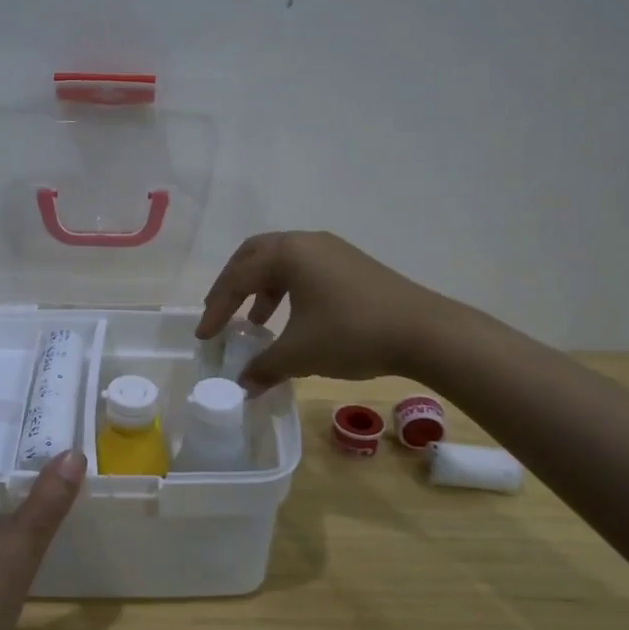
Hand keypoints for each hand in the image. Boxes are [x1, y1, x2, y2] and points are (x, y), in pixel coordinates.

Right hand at [195, 231, 449, 392]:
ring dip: (262, 289)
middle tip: (221, 314)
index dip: (216, 309)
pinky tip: (294, 320)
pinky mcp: (352, 265)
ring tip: (258, 322)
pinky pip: (305, 270)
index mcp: (288, 253)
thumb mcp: (300, 353)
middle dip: (233, 286)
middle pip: (254, 256)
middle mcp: (307, 242)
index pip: (237, 278)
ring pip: (282, 262)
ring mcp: (333, 250)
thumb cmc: (351, 333)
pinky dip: (288, 290)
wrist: (424, 331)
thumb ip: (264, 367)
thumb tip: (242, 388)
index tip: (204, 337)